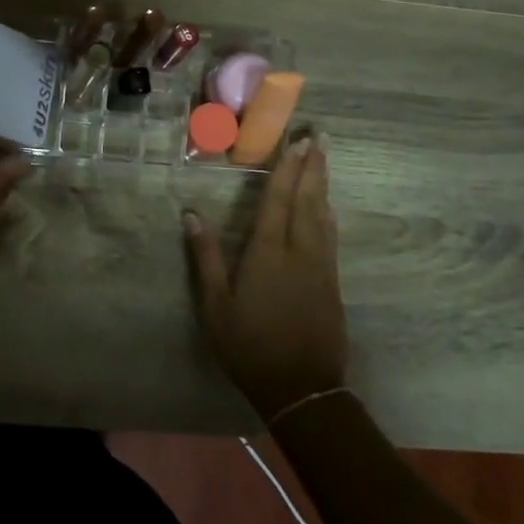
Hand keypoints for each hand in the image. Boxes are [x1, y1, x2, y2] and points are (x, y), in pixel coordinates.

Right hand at [183, 135, 346, 419]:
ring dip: (323, 184)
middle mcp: (300, 251)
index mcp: (268, 253)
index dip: (287, 168)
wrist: (302, 388)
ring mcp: (321, 267)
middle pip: (308, 199)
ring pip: (324, 215)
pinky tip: (329, 207)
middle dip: (312, 166)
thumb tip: (191, 214)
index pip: (279, 200)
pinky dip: (328, 214)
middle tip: (319, 136)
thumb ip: (206, 257)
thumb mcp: (216, 306)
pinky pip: (331, 236)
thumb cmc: (250, 346)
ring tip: (324, 159)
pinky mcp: (332, 283)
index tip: (297, 141)